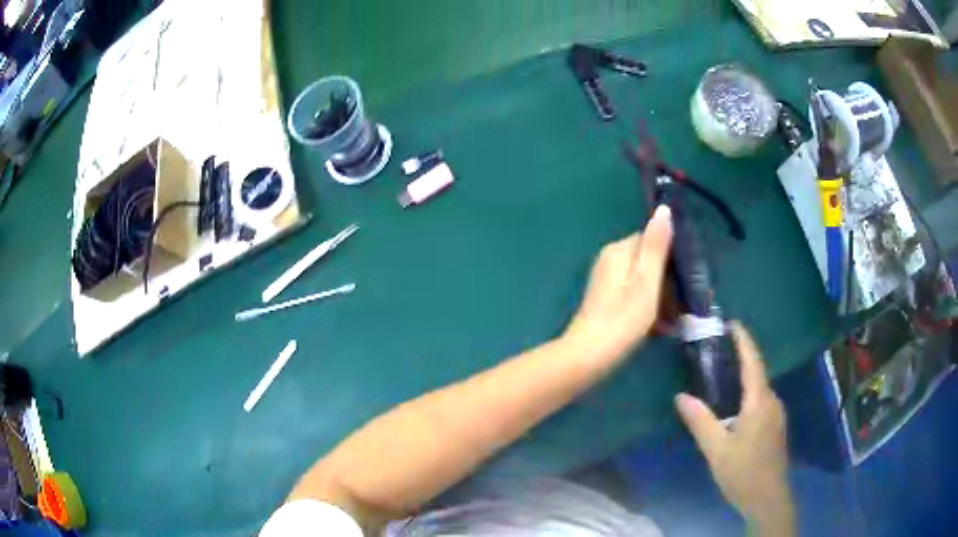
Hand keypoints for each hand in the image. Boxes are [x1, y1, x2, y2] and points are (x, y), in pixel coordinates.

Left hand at [564, 205, 672, 361]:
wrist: (589, 356)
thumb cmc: (624, 318)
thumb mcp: (647, 279)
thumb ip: (656, 245)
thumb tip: (663, 209)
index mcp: (618, 250)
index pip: (652, 239)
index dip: (673, 255)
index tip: (689, 276)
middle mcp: (610, 261)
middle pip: (649, 262)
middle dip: (669, 281)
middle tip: (687, 303)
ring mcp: (607, 282)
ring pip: (644, 282)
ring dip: (662, 299)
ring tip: (677, 320)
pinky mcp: (607, 302)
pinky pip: (635, 297)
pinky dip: (649, 309)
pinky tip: (662, 328)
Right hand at [675, 324, 793, 535]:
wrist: (768, 499)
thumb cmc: (743, 473)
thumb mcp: (717, 450)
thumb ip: (700, 421)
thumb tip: (680, 396)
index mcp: (760, 402)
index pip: (753, 362)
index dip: (743, 340)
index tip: (731, 323)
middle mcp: (773, 402)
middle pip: (757, 374)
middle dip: (740, 360)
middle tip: (715, 355)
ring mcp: (777, 415)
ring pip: (759, 390)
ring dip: (743, 380)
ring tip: (720, 380)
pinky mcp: (776, 427)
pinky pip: (762, 402)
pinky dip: (748, 396)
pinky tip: (733, 410)